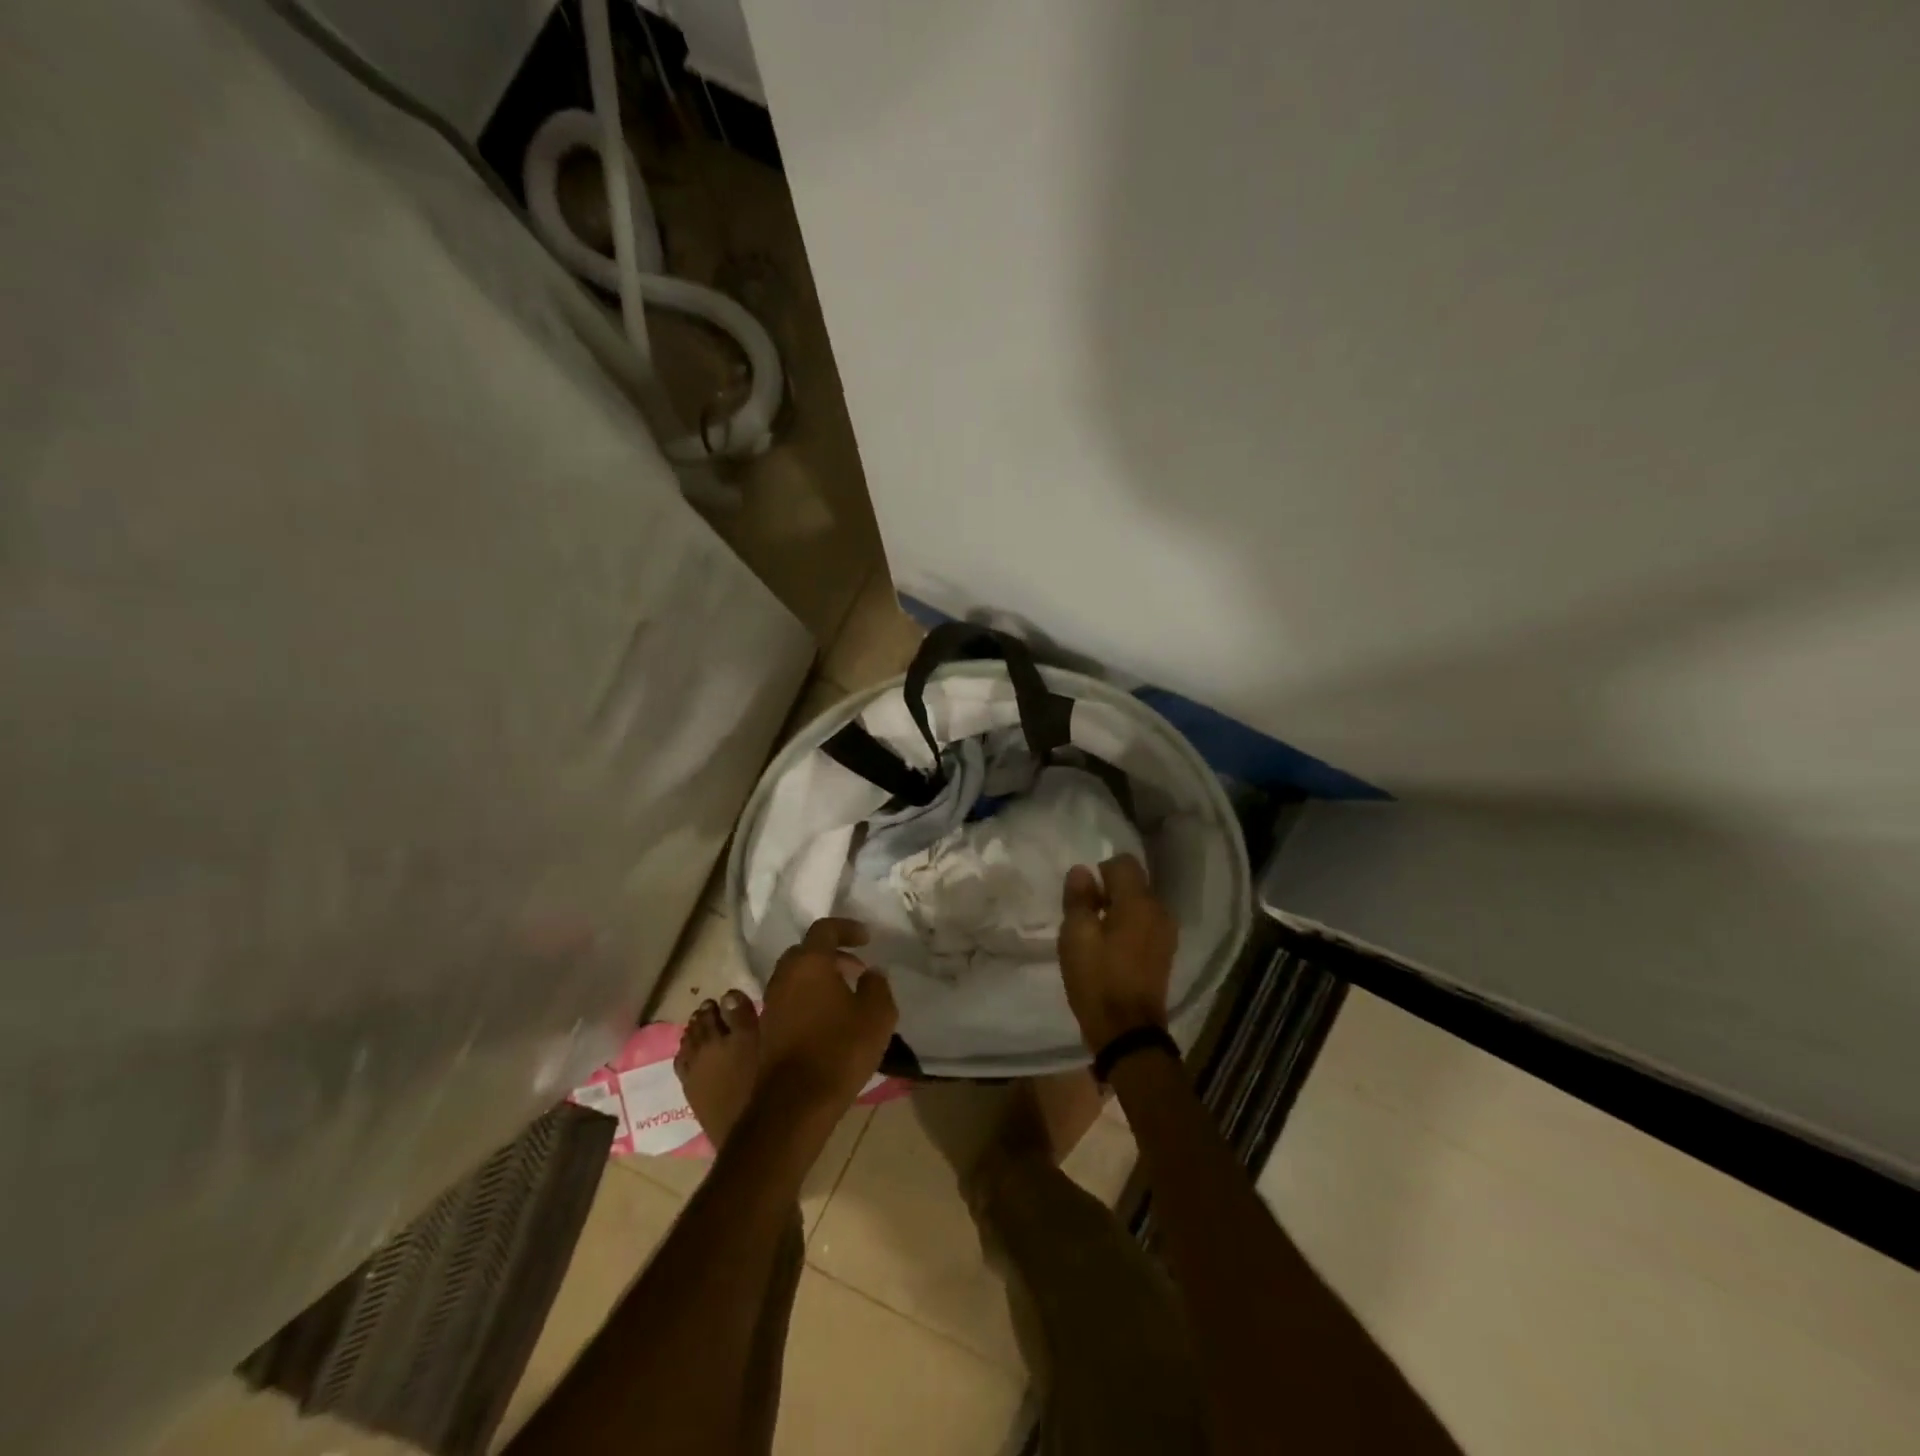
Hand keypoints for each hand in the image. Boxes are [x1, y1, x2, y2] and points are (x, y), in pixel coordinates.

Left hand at [756, 917, 898, 1123]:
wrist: (795, 1102)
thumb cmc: (840, 1049)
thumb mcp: (877, 1014)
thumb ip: (877, 985)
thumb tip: (870, 973)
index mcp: (810, 962)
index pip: (825, 929)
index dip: (847, 928)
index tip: (866, 939)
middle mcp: (784, 975)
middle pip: (806, 951)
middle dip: (832, 954)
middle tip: (855, 970)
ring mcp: (770, 1002)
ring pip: (795, 977)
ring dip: (818, 978)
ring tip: (844, 997)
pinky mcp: (766, 1028)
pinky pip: (789, 1000)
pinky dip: (807, 999)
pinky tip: (827, 1021)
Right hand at [1058, 855, 1177, 1053]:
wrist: (1128, 1032)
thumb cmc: (1098, 979)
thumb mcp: (1076, 936)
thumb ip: (1078, 899)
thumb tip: (1081, 871)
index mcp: (1139, 902)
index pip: (1123, 863)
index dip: (1100, 872)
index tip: (1083, 895)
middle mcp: (1159, 911)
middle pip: (1134, 883)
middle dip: (1108, 891)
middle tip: (1084, 916)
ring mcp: (1166, 934)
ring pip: (1139, 905)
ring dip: (1118, 911)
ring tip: (1096, 935)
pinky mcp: (1165, 953)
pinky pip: (1145, 925)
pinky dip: (1129, 928)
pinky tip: (1111, 950)